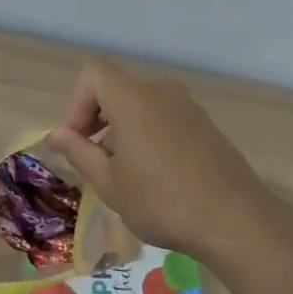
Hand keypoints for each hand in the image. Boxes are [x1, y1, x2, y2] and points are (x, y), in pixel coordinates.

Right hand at [47, 60, 271, 261]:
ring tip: (127, 174)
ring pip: (142, 105)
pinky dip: (150, 136)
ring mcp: (189, 107)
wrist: (236, 221)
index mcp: (133, 99)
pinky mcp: (207, 126)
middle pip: (117, 89)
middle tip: (96, 162)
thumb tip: (56, 135)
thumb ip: (79, 153)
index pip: (94, 73)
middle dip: (97, 120)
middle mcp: (161, 93)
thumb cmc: (162, 202)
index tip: (78, 141)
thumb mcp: (110, 184)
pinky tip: (157, 177)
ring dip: (124, 130)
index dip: (77, 102)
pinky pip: (166, 118)